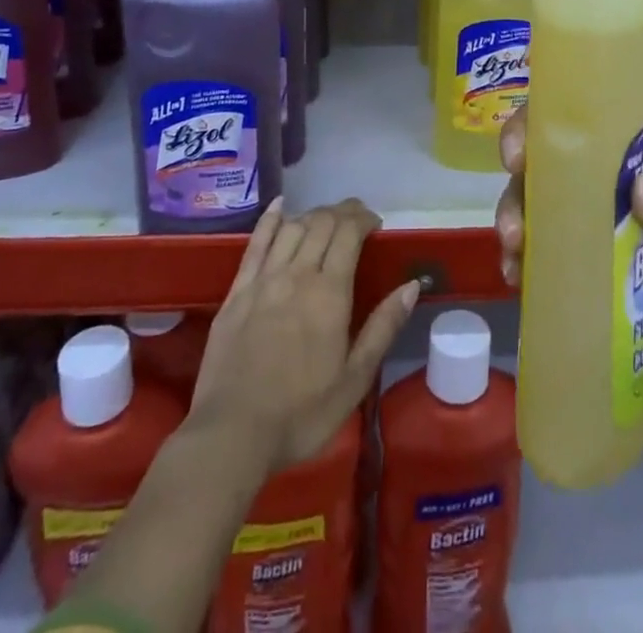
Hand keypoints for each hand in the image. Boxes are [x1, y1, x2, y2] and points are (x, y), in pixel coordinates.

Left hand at [189, 197, 418, 472]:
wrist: (231, 436)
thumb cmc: (301, 414)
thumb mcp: (355, 379)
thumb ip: (383, 327)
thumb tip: (411, 285)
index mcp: (329, 293)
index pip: (349, 234)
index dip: (363, 219)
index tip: (375, 224)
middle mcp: (297, 274)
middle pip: (321, 223)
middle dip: (342, 212)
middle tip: (356, 219)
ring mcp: (263, 280)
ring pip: (292, 227)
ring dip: (313, 215)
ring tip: (326, 220)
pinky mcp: (237, 292)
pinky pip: (255, 244)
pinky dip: (270, 219)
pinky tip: (280, 206)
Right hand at [494, 108, 642, 351]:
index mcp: (626, 144)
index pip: (574, 116)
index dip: (538, 123)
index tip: (520, 152)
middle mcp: (595, 172)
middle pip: (541, 160)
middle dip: (518, 183)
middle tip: (514, 219)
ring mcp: (584, 215)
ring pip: (533, 203)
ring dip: (514, 221)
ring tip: (516, 253)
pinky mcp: (580, 257)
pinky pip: (540, 250)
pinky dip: (523, 260)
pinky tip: (518, 279)